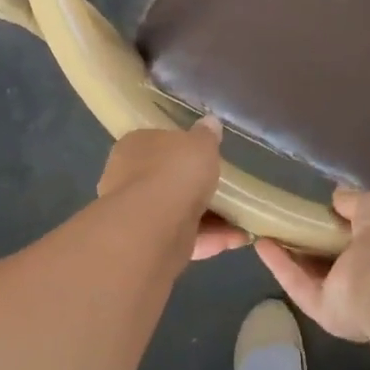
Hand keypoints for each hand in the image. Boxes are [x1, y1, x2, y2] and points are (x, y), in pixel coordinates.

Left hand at [97, 118, 248, 261]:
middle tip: (227, 190)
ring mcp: (136, 215)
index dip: (183, 150)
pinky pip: (184, 238)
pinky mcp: (149, 246)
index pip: (158, 143)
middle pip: (168, 181)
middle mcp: (127, 179)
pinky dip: (209, 238)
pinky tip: (237, 239)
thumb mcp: (200, 143)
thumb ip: (207, 135)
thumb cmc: (175, 172)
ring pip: (178, 212)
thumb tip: (210, 123)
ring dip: (210, 217)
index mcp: (134, 147)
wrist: (154, 227)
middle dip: (197, 188)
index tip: (207, 157)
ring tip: (242, 219)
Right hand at [255, 189, 369, 341]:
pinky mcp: (328, 311)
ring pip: (318, 273)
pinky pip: (301, 286)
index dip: (349, 221)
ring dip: (294, 252)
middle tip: (291, 216)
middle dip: (317, 238)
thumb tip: (338, 197)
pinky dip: (281, 266)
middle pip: (342, 256)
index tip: (326, 206)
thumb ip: (356, 202)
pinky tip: (261, 244)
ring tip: (268, 226)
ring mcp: (353, 297)